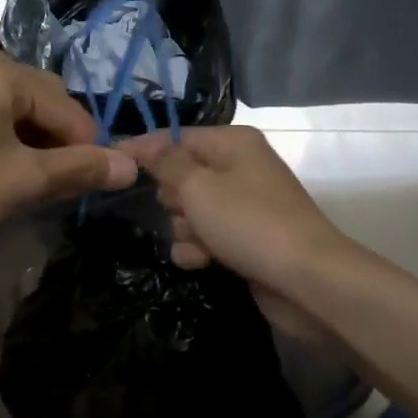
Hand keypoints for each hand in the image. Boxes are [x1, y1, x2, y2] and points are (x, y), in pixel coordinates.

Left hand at [0, 46, 137, 268]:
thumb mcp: (24, 182)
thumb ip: (81, 169)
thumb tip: (131, 167)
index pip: (65, 106)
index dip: (85, 147)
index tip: (91, 186)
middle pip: (39, 99)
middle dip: (57, 142)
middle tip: (57, 187)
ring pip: (11, 108)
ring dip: (31, 142)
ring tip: (30, 183)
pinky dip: (1, 138)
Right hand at [124, 126, 357, 340]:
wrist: (306, 279)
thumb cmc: (248, 222)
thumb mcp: (198, 187)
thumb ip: (165, 163)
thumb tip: (142, 143)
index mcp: (233, 143)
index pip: (176, 137)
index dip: (144, 150)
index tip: (111, 162)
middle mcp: (240, 167)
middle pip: (182, 175)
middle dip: (172, 198)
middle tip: (180, 211)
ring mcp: (244, 205)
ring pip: (191, 210)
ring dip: (184, 229)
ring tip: (198, 242)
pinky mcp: (245, 239)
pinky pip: (207, 236)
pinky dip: (199, 248)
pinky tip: (202, 261)